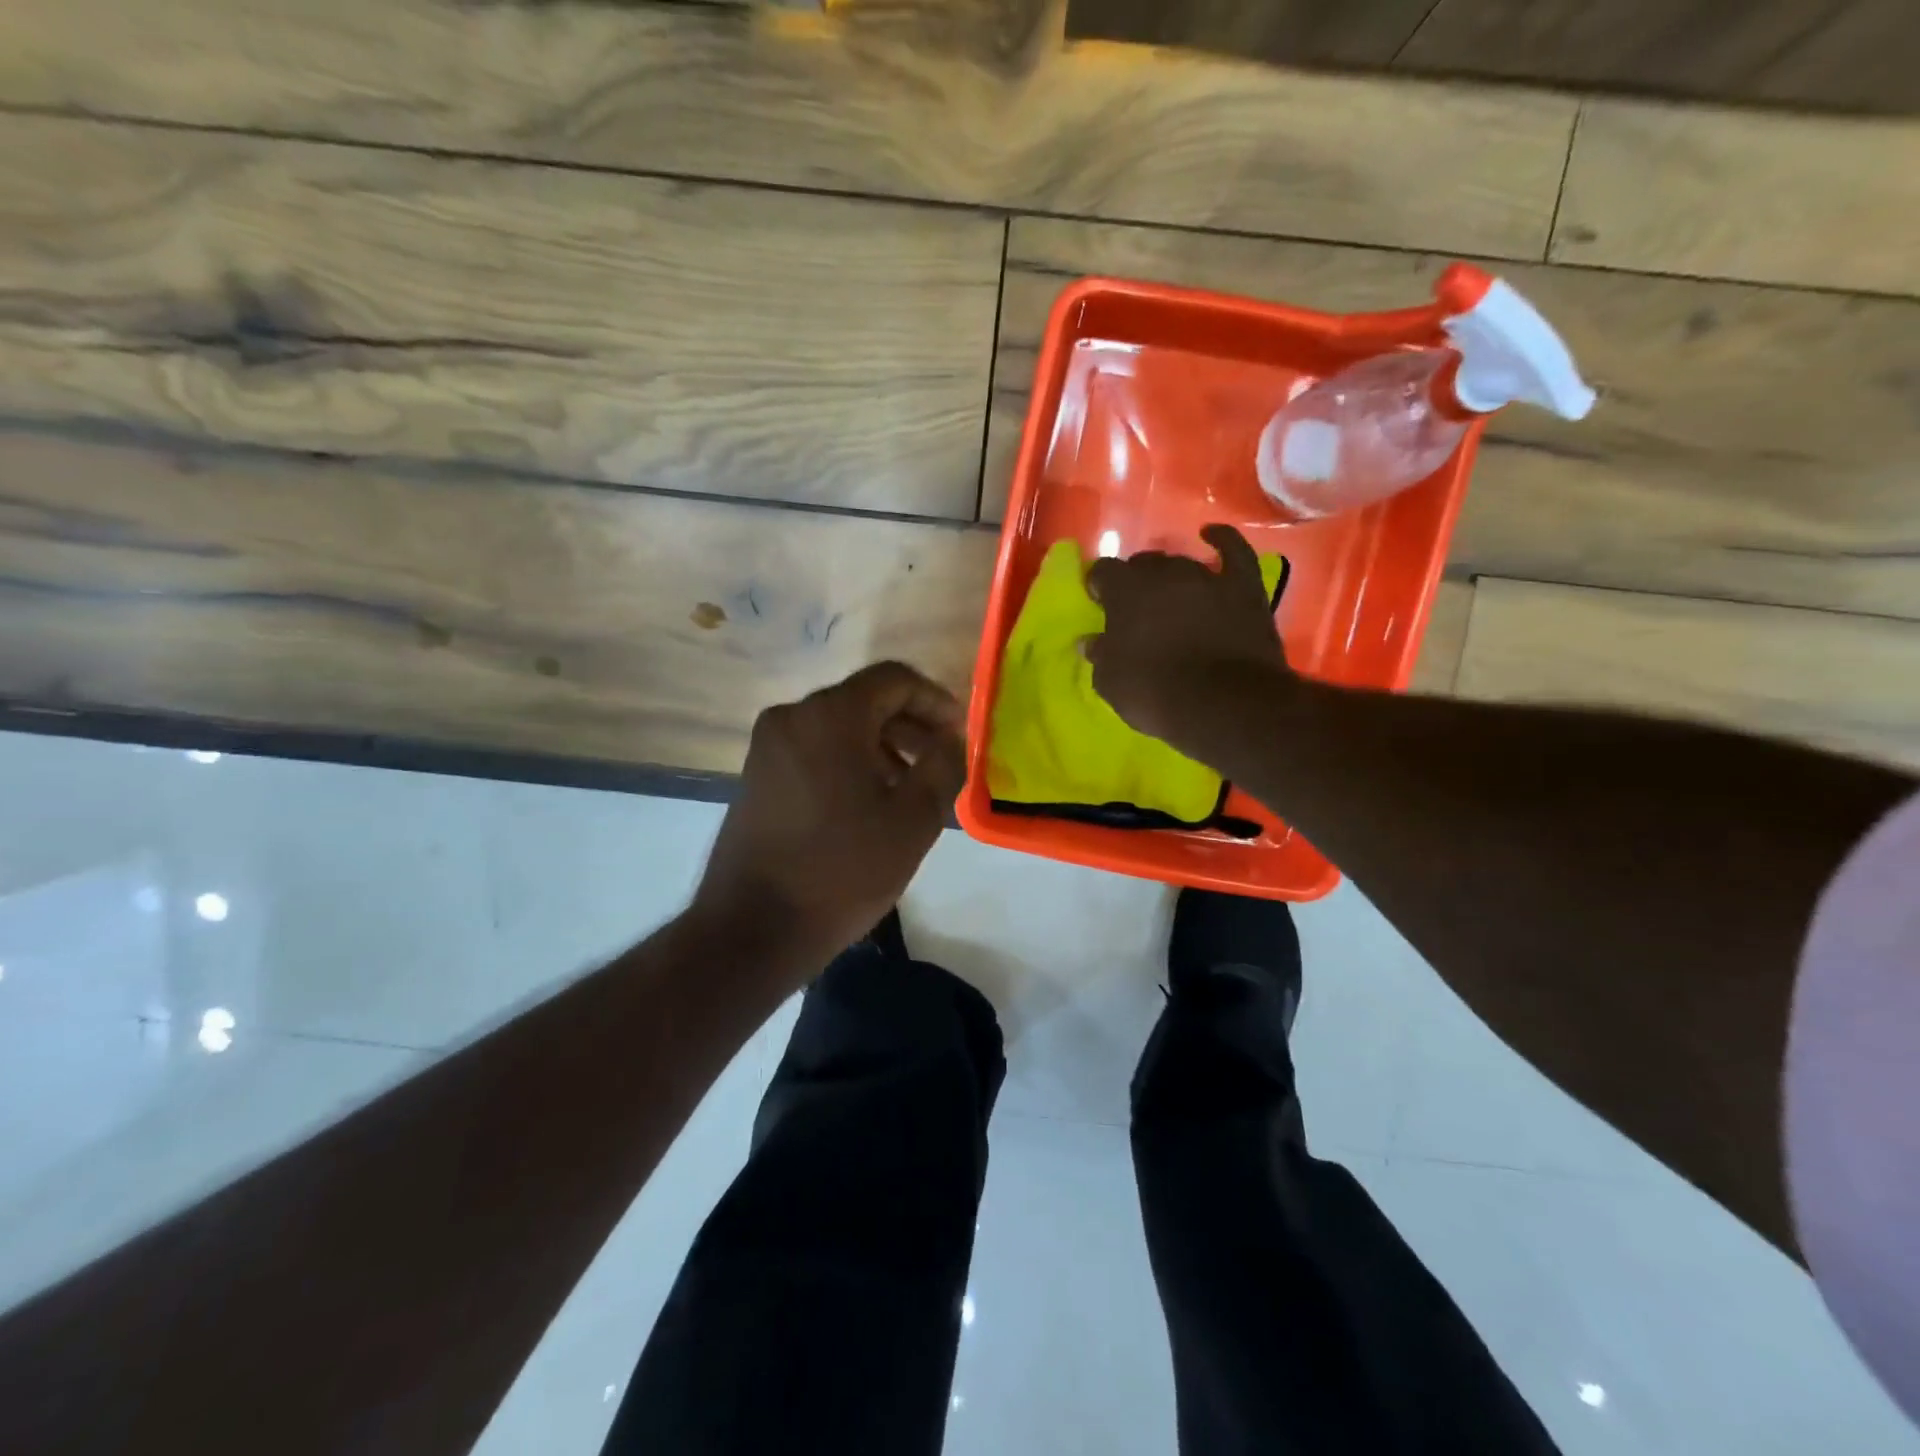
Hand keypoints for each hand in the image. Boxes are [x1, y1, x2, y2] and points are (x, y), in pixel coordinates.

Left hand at [692, 661, 965, 971]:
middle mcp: (792, 716)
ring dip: (882, 745)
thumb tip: (951, 738)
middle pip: (865, 700)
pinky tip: (870, 801)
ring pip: (839, 726)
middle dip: (910, 725)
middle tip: (942, 761)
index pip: (894, 679)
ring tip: (911, 786)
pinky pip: (814, 749)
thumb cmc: (843, 870)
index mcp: (830, 715)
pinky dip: (849, 761)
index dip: (936, 701)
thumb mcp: (914, 819)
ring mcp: (768, 746)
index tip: (960, 735)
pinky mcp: (757, 775)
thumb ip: (944, 765)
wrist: (754, 928)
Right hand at [1085, 524, 1290, 749]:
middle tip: (1136, 608)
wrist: (1223, 702)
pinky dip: (1223, 541)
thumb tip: (1090, 641)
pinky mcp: (1243, 587)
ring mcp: (1206, 576)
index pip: (1103, 571)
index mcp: (1125, 589)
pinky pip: (1234, 552)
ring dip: (1171, 576)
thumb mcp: (1110, 681)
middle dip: (1136, 582)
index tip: (1100, 604)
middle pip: (1144, 564)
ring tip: (1169, 594)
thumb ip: (1100, 654)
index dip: (1099, 586)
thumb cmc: (1154, 692)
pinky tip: (1212, 535)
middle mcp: (1164, 572)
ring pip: (1182, 562)